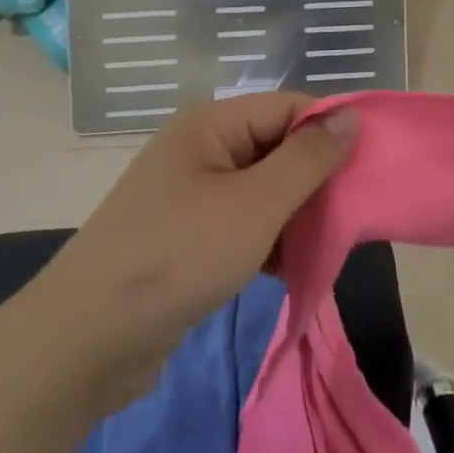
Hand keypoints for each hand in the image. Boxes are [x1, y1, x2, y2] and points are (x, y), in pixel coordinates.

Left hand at [37, 92, 356, 407]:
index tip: (371, 164)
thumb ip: (309, 159)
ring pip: (265, 189)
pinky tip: (295, 266)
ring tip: (332, 241)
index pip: (290, 107)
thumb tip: (351, 116)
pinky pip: (245, 223)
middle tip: (356, 209)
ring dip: (298, 213)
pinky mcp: (188, 238)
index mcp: (213, 124)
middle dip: (317, 177)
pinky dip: (272, 240)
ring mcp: (192, 195)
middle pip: (278, 146)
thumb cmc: (177, 257)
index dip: (331, 130)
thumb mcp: (255, 205)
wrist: (83, 345)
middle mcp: (203, 149)